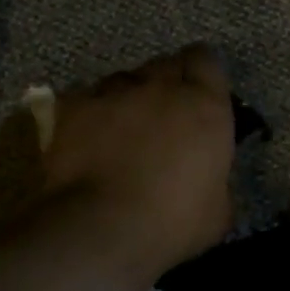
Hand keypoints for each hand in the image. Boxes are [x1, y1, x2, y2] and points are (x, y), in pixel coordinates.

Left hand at [44, 45, 235, 283]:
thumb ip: (217, 180)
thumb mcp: (217, 212)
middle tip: (164, 115)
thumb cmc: (170, 222)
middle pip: (166, 65)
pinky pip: (86, 99)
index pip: (207, 61)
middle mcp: (160, 86)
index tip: (200, 96)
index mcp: (204, 105)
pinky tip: (86, 140)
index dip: (202, 75)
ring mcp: (112, 92)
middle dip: (166, 84)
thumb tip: (211, 181)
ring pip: (124, 80)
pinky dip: (90, 114)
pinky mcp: (72, 106)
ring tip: (121, 129)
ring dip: (128, 98)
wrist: (99, 229)